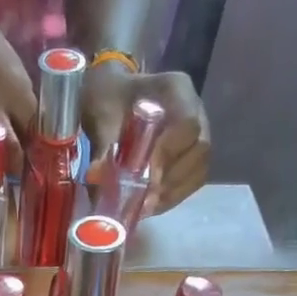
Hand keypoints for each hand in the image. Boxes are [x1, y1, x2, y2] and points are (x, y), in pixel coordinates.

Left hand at [82, 63, 210, 213]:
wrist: (113, 98)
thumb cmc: (109, 99)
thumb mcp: (101, 116)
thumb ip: (102, 145)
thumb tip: (96, 176)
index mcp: (176, 89)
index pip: (188, 123)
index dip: (170, 152)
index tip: (146, 175)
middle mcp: (196, 110)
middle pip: (200, 150)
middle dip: (172, 179)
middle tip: (145, 199)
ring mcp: (198, 134)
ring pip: (200, 169)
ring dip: (173, 193)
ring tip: (146, 206)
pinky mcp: (191, 156)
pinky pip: (192, 181)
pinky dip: (172, 197)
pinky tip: (151, 206)